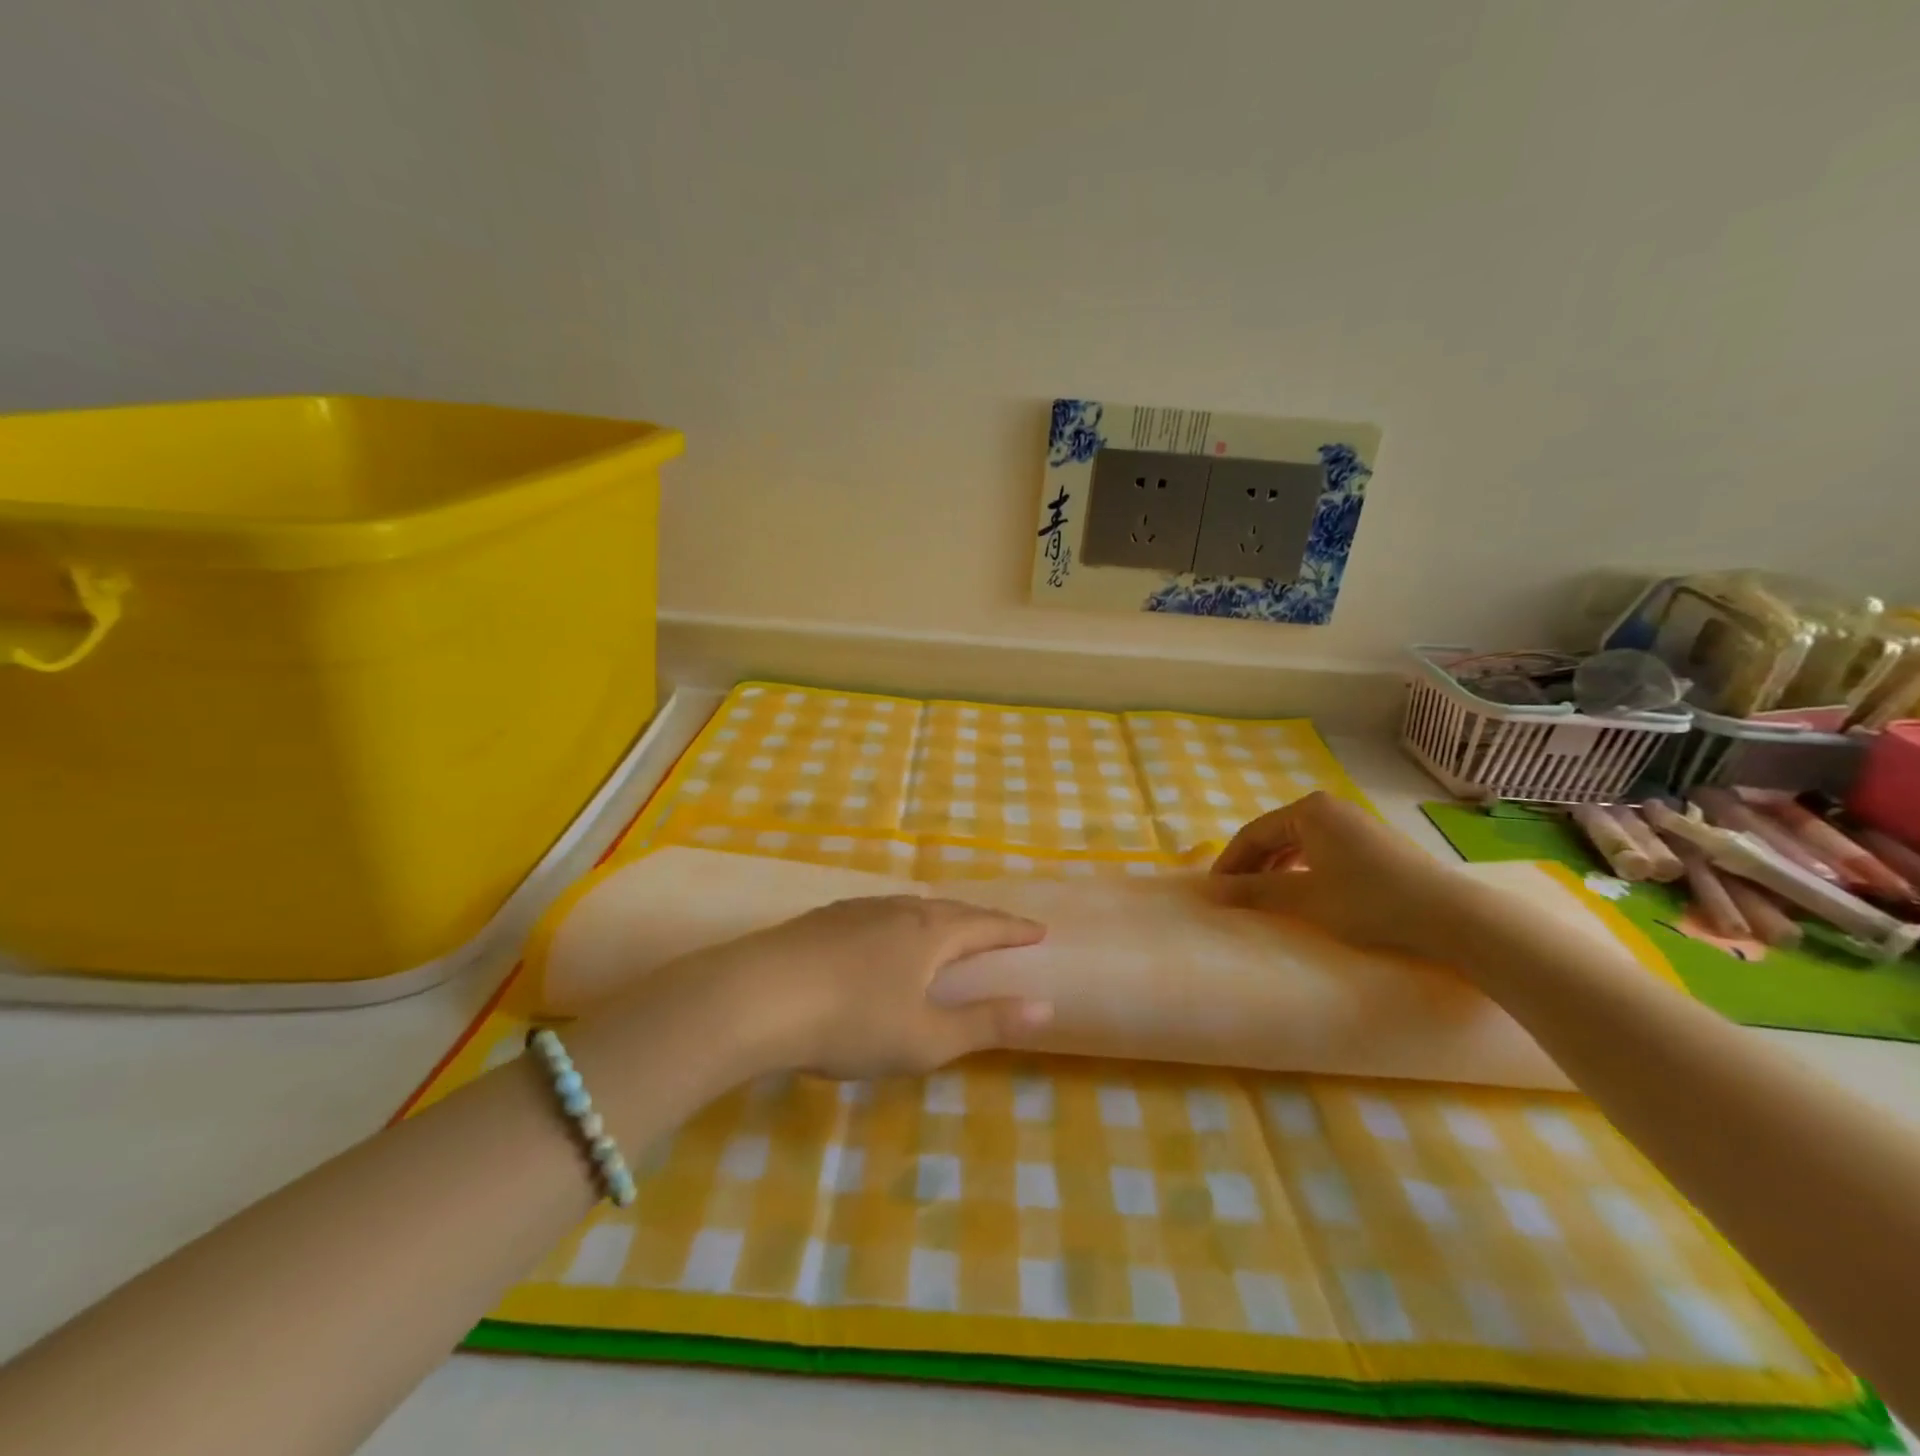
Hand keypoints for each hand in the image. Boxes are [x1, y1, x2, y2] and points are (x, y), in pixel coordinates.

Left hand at [640, 895, 1051, 1079]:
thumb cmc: (851, 1021)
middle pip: (949, 909)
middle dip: (979, 920)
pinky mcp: (822, 920)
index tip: (1039, 929)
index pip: (985, 925)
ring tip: (946, 928)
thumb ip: (986, 1022)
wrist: (756, 996)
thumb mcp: (927, 1037)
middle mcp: (897, 909)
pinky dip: (899, 923)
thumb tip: (1045, 1006)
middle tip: (999, 928)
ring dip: (937, 918)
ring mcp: (856, 910)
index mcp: (929, 933)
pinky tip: (882, 937)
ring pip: (909, 907)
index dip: (1014, 930)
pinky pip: (878, 913)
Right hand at [1206, 792, 1466, 957]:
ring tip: (1262, 895)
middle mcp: (1329, 808)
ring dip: (1276, 868)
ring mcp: (1354, 823)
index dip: (1230, 863)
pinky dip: (1301, 869)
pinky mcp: (1372, 843)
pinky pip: (1321, 850)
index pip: (1253, 834)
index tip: (1213, 891)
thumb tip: (1211, 891)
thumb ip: (1254, 891)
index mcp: (1308, 810)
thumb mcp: (1304, 898)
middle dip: (1252, 865)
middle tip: (1235, 895)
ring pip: (1298, 843)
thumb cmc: (1369, 901)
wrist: (1451, 917)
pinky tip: (1301, 890)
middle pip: (1275, 835)